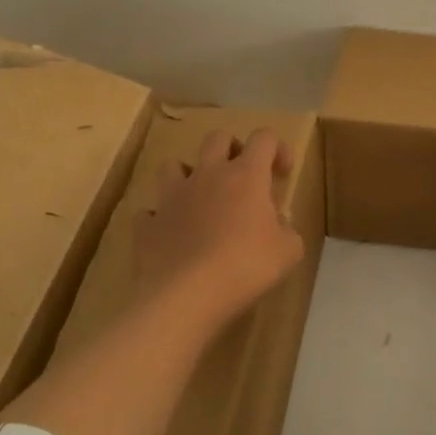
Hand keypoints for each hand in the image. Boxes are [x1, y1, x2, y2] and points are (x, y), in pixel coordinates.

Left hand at [134, 128, 305, 325]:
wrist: (187, 296)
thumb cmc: (246, 266)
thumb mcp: (288, 251)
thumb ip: (287, 230)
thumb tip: (280, 224)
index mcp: (246, 175)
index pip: (264, 138)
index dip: (277, 148)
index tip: (282, 173)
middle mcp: (207, 175)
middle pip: (217, 138)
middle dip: (232, 148)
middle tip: (242, 176)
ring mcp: (172, 197)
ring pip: (173, 165)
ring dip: (188, 175)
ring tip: (199, 199)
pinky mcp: (148, 224)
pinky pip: (151, 212)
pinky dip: (162, 219)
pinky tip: (172, 235)